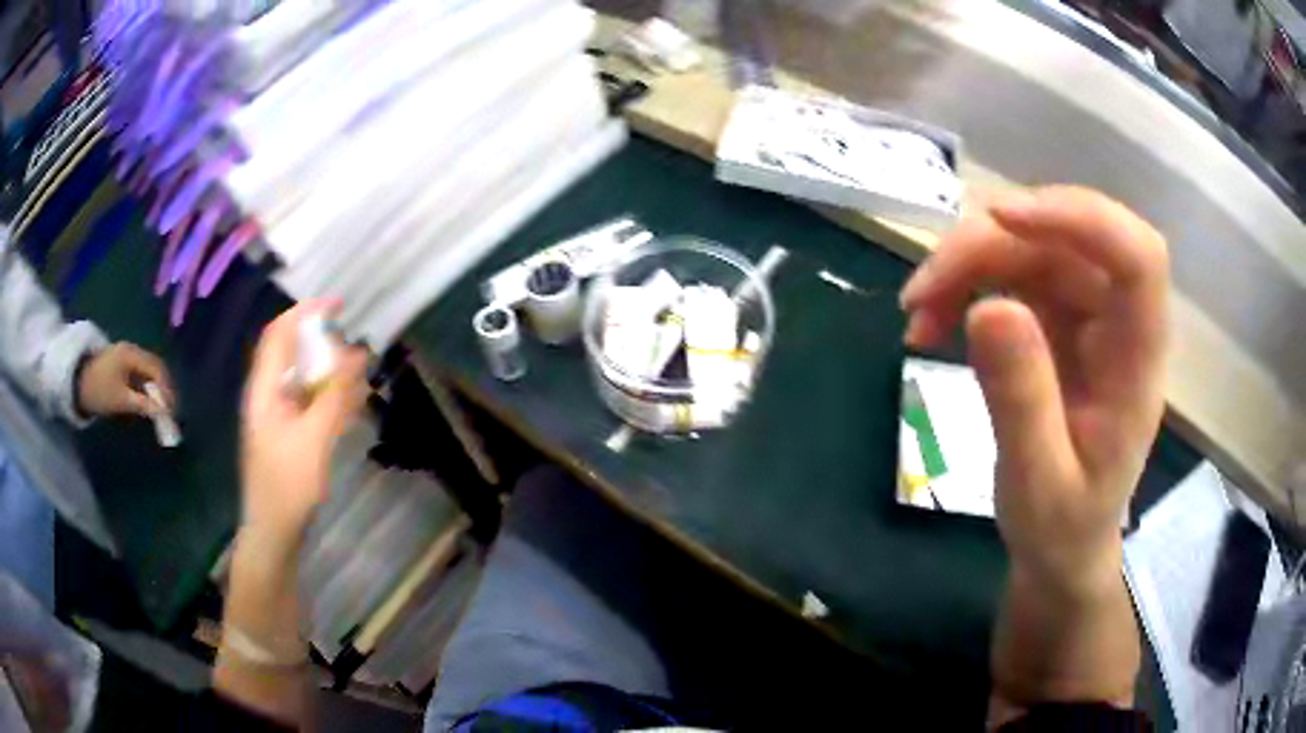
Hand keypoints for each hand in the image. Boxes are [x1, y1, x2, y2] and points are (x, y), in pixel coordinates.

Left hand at [77, 343, 174, 417]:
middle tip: (170, 411)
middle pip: (155, 368)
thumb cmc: (99, 389)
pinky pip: (141, 373)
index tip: (172, 411)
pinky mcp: (122, 364)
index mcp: (132, 355)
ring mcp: (127, 356)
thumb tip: (163, 412)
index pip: (157, 369)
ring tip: (160, 408)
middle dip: (164, 389)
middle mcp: (132, 350)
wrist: (76, 381)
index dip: (167, 389)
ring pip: (149, 371)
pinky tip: (148, 401)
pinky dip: (148, 387)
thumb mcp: (120, 400)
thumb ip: (142, 404)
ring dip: (157, 389)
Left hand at [240, 301, 366, 545]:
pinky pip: (311, 403)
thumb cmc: (288, 484)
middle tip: (355, 350)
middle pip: (292, 354)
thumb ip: (334, 394)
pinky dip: (331, 397)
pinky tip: (353, 405)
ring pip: (305, 379)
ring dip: (331, 372)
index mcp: (264, 389)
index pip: (278, 334)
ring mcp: (278, 415)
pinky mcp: (290, 433)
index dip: (304, 312)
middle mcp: (268, 395)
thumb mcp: (314, 437)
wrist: (275, 530)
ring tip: (361, 378)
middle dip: (324, 345)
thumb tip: (357, 353)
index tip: (338, 304)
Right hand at [901, 187, 1168, 593]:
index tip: (1002, 218)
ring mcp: (1087, 313)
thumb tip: (988, 309)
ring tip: (915, 312)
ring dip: (967, 263)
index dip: (1079, 218)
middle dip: (990, 246)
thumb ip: (1022, 401)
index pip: (1137, 258)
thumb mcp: (1037, 482)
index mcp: (1137, 360)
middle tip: (922, 290)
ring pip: (1031, 246)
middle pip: (1065, 238)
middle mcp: (1118, 320)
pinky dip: (965, 284)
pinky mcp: (1057, 316)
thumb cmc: (1062, 526)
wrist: (1062, 547)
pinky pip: (1011, 272)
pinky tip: (930, 322)